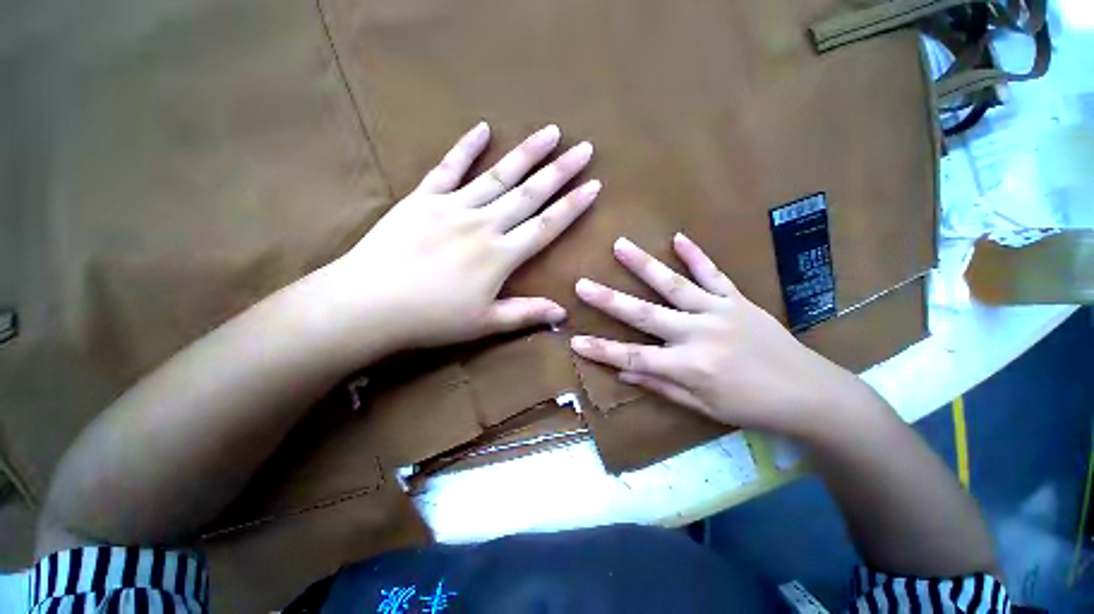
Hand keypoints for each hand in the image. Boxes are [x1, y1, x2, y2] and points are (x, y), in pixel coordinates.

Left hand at [324, 122, 598, 349]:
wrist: (368, 304)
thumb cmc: (431, 319)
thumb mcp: (485, 323)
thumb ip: (526, 313)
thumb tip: (563, 314)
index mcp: (500, 255)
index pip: (546, 226)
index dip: (572, 206)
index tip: (594, 186)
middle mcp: (483, 224)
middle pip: (529, 193)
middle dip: (560, 171)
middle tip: (584, 148)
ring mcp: (452, 207)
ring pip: (498, 175)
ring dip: (526, 153)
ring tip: (550, 132)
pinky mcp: (423, 199)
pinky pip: (448, 168)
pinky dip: (465, 147)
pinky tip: (483, 129)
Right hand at [569, 233, 867, 437]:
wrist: (809, 393)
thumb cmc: (750, 406)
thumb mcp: (701, 407)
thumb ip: (660, 385)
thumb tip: (624, 374)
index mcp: (688, 367)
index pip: (632, 357)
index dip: (601, 350)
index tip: (575, 340)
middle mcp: (697, 335)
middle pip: (644, 315)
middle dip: (609, 301)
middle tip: (581, 285)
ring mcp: (718, 312)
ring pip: (673, 285)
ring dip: (644, 265)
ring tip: (620, 246)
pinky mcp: (737, 300)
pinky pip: (713, 274)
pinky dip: (695, 255)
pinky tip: (678, 237)